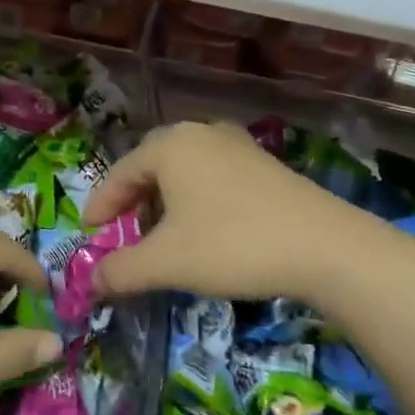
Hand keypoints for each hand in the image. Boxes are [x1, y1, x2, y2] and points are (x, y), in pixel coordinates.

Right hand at [81, 121, 366, 302]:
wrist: (325, 246)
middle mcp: (200, 133)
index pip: (119, 173)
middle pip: (150, 165)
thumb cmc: (232, 244)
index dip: (100, 206)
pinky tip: (203, 228)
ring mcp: (236, 145)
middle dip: (131, 200)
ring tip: (160, 233)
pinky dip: (195, 199)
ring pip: (183, 170)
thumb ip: (121, 270)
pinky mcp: (263, 163)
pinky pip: (212, 176)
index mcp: (170, 145)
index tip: (88, 234)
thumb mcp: (168, 262)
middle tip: (121, 231)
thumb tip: (91, 282)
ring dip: (164, 200)